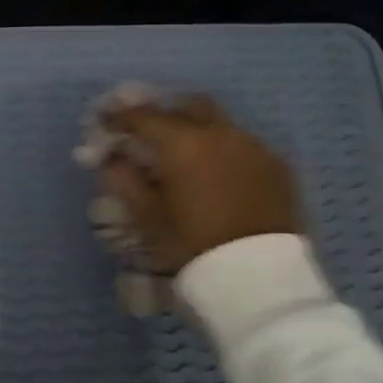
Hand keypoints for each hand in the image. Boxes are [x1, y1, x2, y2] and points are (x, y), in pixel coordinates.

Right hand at [98, 97, 299, 270]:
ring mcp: (254, 146)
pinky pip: (243, 144)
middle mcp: (220, 132)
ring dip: (197, 131)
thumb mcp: (148, 217)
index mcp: (183, 142)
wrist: (258, 277)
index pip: (143, 115)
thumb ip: (125, 181)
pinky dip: (223, 150)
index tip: (106, 125)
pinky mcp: (277, 166)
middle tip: (148, 136)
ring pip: (219, 123)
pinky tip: (217, 176)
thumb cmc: (192, 246)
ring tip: (185, 158)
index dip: (119, 117)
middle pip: (187, 105)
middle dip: (165, 114)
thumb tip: (111, 159)